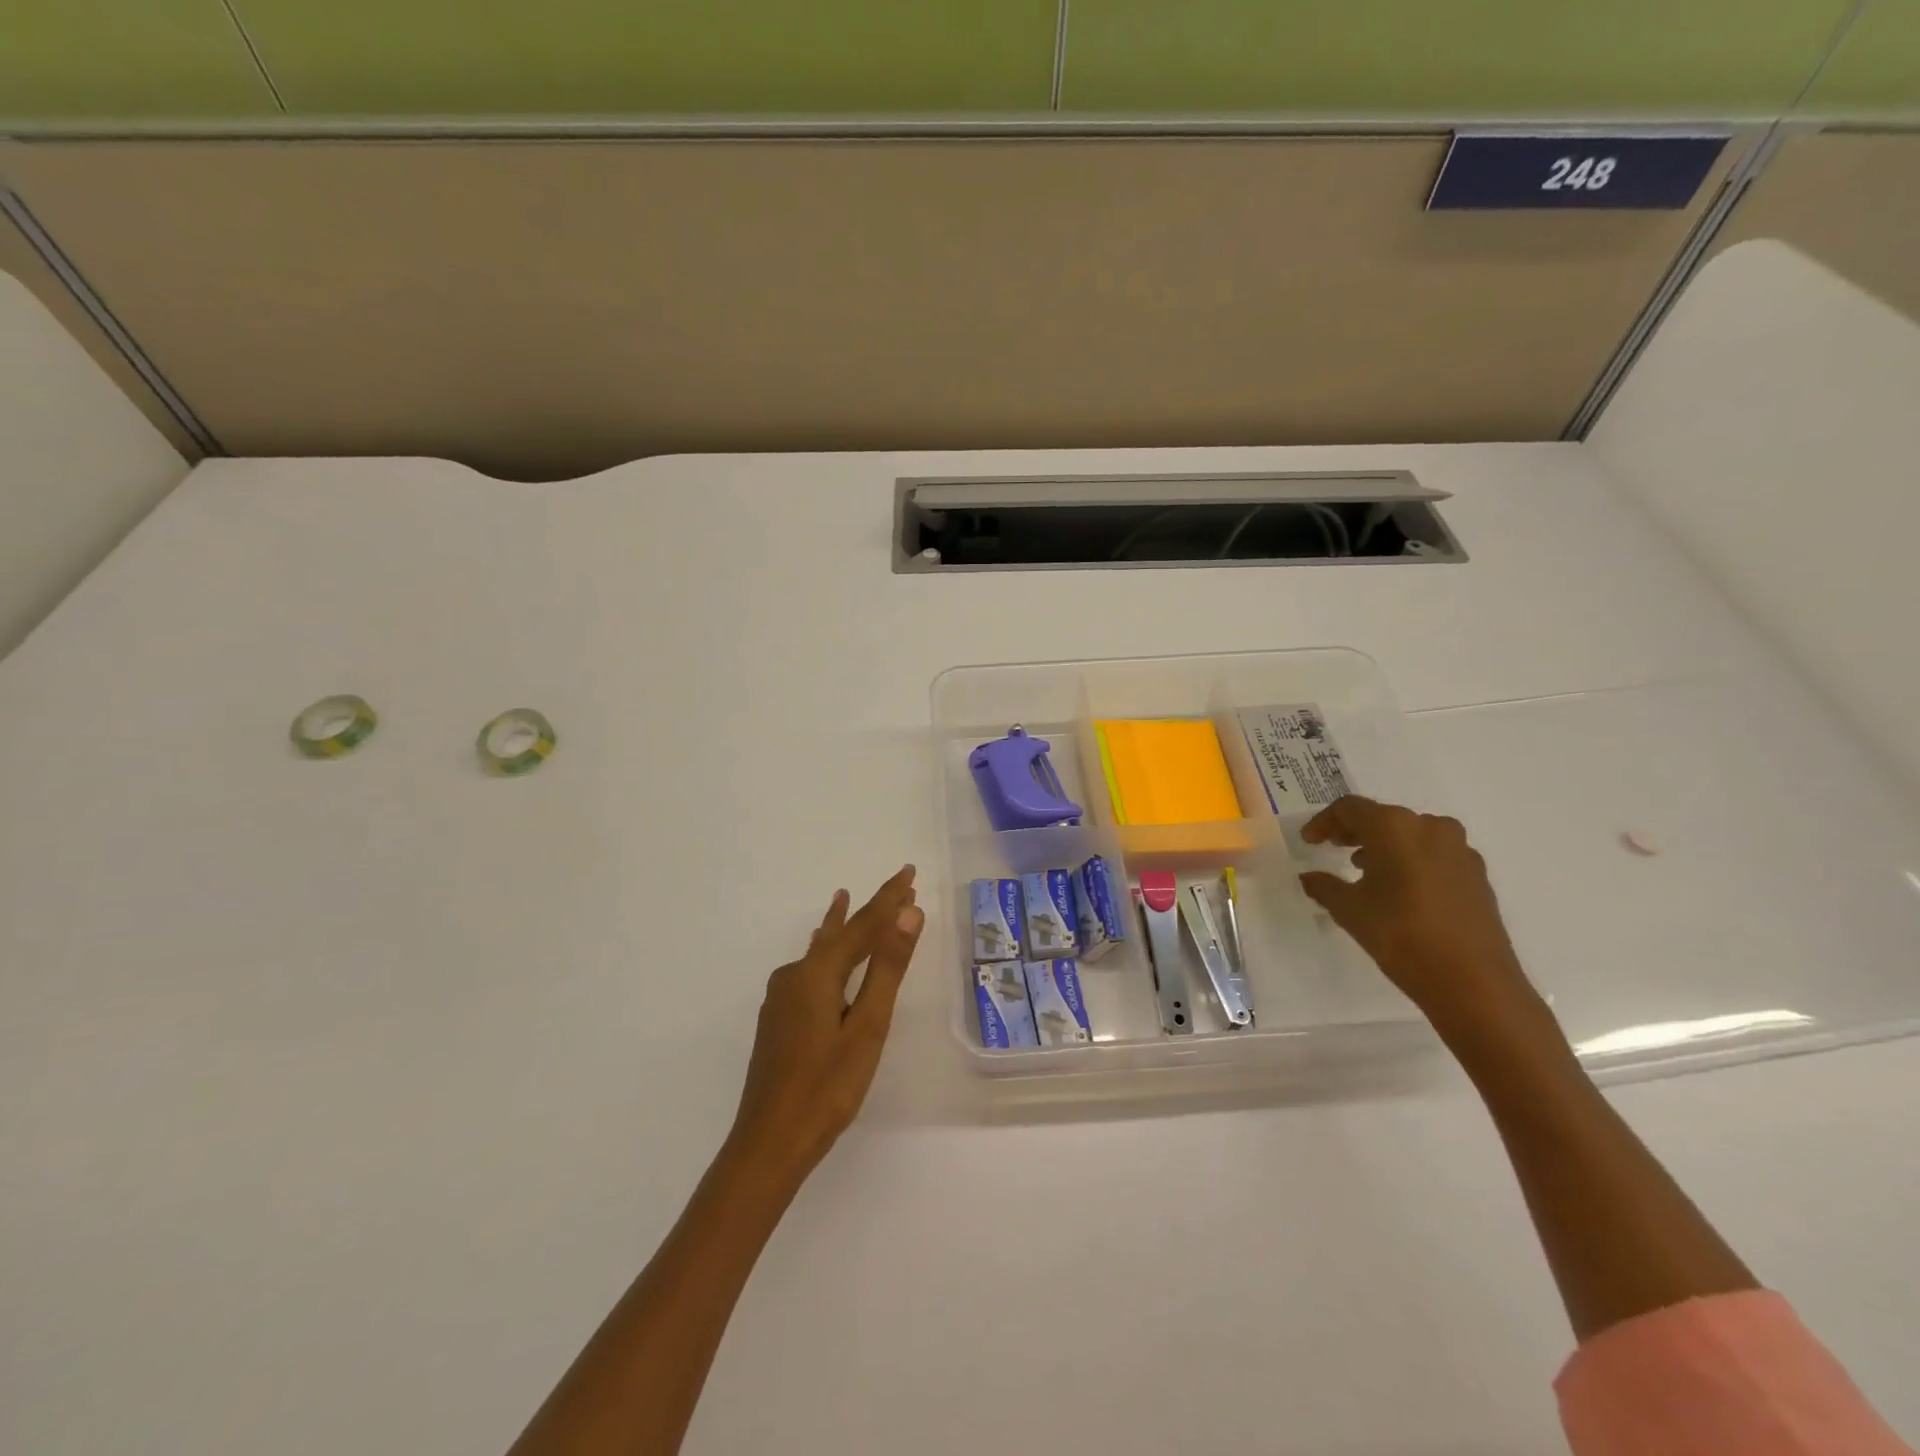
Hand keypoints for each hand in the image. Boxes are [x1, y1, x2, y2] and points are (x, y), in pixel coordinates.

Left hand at [725, 866, 924, 1190]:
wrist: (769, 1143)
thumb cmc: (828, 1087)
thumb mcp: (868, 1026)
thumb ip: (887, 967)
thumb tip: (908, 912)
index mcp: (817, 973)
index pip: (862, 924)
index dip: (888, 898)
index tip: (909, 871)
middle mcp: (794, 976)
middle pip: (839, 933)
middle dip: (869, 909)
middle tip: (897, 886)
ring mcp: (781, 998)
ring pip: (819, 950)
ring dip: (843, 928)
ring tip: (844, 899)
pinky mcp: (778, 1018)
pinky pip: (808, 968)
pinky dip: (825, 952)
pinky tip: (819, 954)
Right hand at [1297, 797, 1541, 1040]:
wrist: (1473, 982)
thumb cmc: (1401, 936)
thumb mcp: (1349, 910)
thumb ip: (1324, 886)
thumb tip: (1308, 877)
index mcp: (1394, 827)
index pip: (1350, 808)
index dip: (1324, 822)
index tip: (1308, 842)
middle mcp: (1430, 827)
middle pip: (1383, 817)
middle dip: (1354, 831)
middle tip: (1332, 848)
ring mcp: (1459, 850)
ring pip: (1411, 834)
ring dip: (1384, 845)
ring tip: (1364, 869)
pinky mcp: (1477, 874)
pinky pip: (1434, 854)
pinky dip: (1411, 860)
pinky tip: (1400, 888)